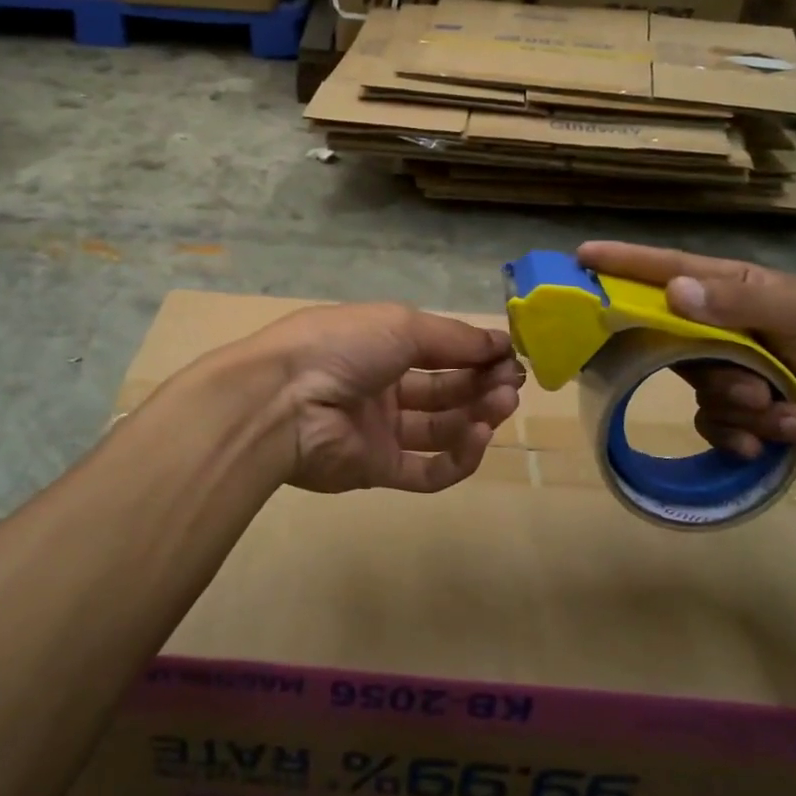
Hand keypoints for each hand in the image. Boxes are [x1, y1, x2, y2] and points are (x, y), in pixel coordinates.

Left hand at [238, 303, 523, 494]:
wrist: (283, 400)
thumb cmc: (343, 346)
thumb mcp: (402, 325)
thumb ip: (454, 338)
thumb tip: (501, 341)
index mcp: (381, 345)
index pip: (440, 350)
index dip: (476, 353)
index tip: (511, 355)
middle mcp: (381, 386)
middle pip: (444, 389)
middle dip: (482, 384)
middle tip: (512, 383)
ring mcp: (379, 430)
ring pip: (440, 429)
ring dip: (477, 416)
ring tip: (502, 405)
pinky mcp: (377, 469)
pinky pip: (426, 470)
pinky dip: (458, 457)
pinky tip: (478, 437)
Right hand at [576, 242, 795, 455]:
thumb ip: (735, 302)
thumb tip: (672, 292)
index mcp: (731, 291)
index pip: (666, 271)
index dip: (623, 265)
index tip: (580, 259)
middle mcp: (722, 328)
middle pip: (675, 346)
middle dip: (711, 372)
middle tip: (749, 384)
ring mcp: (732, 370)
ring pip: (699, 393)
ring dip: (743, 408)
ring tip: (785, 409)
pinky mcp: (744, 411)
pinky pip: (716, 426)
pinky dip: (747, 435)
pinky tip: (780, 435)